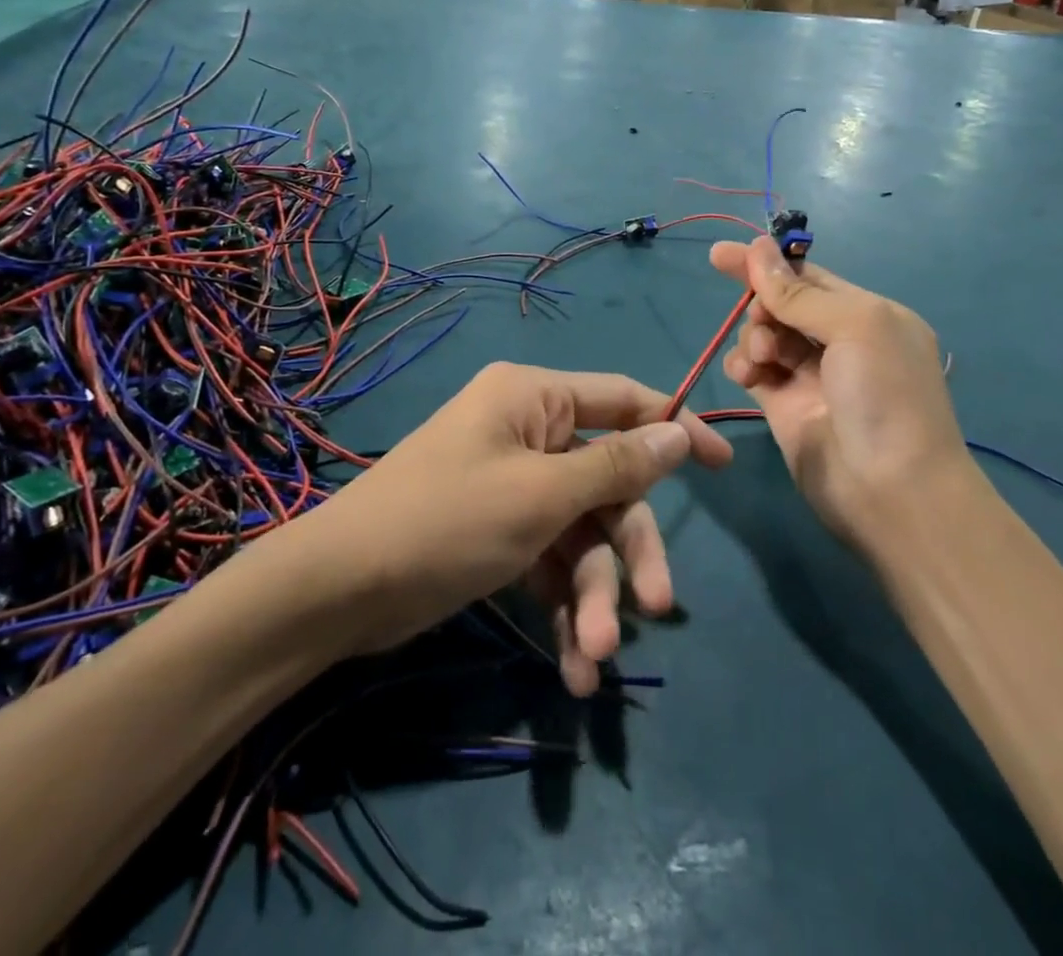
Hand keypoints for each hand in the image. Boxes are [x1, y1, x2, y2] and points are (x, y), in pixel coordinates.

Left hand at [308, 364, 731, 694]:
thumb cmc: (446, 520)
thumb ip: (616, 465)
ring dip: (593, 594)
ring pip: (582, 533)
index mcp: (535, 398)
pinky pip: (551, 560)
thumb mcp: (541, 495)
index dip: (675, 428)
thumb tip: (677, 432)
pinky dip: (563, 605)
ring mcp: (516, 486)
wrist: (339, 591)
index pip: (624, 400)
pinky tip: (574, 664)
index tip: (723, 465)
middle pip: (608, 483)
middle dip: (628, 550)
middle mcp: (529, 433)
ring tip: (594, 657)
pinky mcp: (502, 533)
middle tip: (655, 608)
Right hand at [707, 237, 971, 548]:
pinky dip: (743, 364)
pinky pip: (752, 369)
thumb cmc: (885, 396)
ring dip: (753, 335)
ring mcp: (810, 375)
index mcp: (867, 314)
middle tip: (763, 322)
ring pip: (763, 334)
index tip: (721, 255)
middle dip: (762, 304)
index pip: (809, 277)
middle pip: (782, 303)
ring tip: (761, 357)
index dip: (767, 263)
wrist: (891, 493)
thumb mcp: (855, 327)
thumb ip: (799, 293)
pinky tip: (747, 373)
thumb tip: (759, 248)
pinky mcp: (783, 406)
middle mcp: (839, 341)